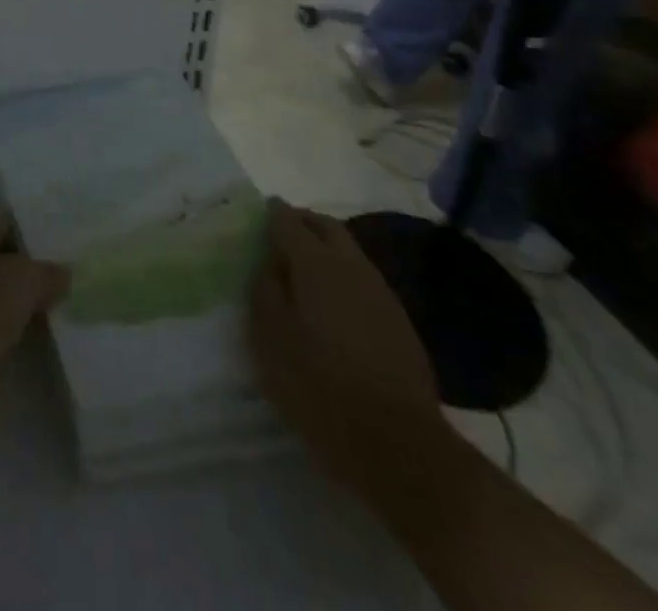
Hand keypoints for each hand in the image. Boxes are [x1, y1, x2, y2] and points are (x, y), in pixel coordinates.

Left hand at [0, 213, 69, 450]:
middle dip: (32, 273)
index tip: (73, 252)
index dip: (39, 235)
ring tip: (63, 314)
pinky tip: (35, 344)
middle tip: (74, 286)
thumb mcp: (19, 283)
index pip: (5, 222)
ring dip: (20, 306)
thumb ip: (46, 272)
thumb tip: (62, 274)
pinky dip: (6, 334)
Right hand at [249, 200, 446, 488]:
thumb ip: (264, 291)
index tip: (257, 214)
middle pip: (325, 225)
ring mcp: (380, 291)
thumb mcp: (271, 340)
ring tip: (303, 269)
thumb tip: (269, 263)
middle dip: (302, 221)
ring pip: (348, 250)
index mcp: (314, 264)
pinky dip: (343, 275)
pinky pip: (363, 278)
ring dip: (325, 247)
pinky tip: (333, 302)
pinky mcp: (399, 320)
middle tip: (280, 234)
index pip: (288, 220)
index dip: (271, 213)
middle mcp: (350, 266)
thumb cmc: (320, 387)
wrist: (399, 444)